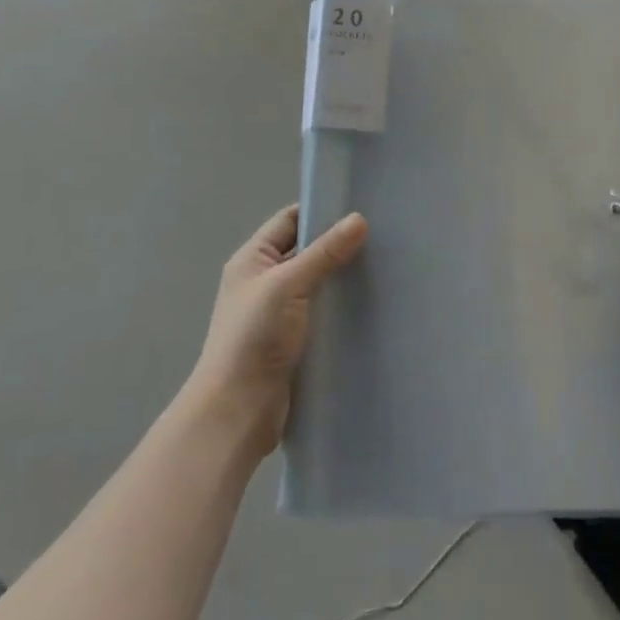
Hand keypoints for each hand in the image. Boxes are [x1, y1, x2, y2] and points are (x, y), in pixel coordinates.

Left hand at [185, 205, 367, 460]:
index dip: (320, 210)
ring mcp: (277, 314)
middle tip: (380, 237)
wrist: (236, 412)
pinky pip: (320, 314)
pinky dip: (340, 308)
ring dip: (341, 279)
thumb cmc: (253, 337)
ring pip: (316, 284)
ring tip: (383, 267)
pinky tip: (369, 305)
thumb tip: (359, 219)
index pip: (289, 220)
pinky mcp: (292, 342)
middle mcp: (263, 281)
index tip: (359, 207)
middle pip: (305, 251)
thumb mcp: (288, 284)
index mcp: (252, 259)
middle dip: (337, 244)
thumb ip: (324, 252)